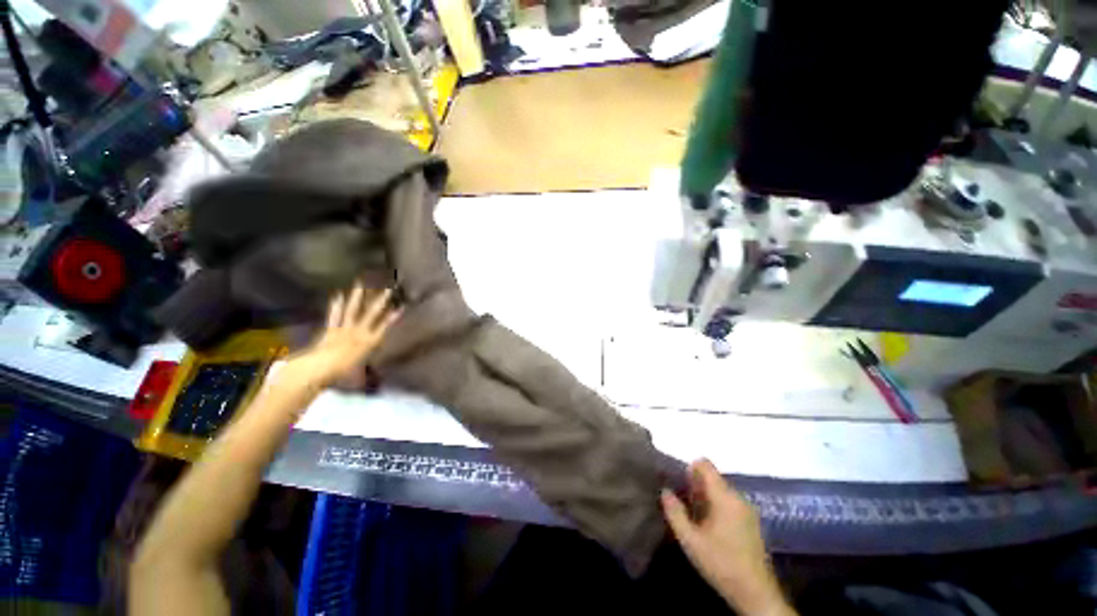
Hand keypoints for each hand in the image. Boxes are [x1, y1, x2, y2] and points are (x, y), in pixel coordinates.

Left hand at [278, 285, 399, 393]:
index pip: (384, 327)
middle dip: (381, 301)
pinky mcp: (330, 330)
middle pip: (372, 314)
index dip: (393, 317)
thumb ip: (368, 375)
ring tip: (361, 284)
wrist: (316, 370)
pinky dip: (337, 306)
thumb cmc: (341, 374)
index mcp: (369, 342)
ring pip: (353, 310)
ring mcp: (344, 329)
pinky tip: (338, 295)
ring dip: (358, 297)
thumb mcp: (359, 377)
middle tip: (387, 288)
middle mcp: (359, 332)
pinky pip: (335, 316)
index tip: (401, 306)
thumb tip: (375, 383)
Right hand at [661, 459, 793, 615]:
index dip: (690, 468)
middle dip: (696, 485)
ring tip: (694, 517)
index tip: (680, 484)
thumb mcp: (690, 541)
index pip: (706, 465)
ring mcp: (748, 509)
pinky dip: (717, 506)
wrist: (756, 593)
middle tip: (684, 504)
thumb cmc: (721, 564)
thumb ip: (675, 513)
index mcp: (724, 497)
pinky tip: (710, 527)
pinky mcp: (752, 521)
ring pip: (721, 490)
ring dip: (706, 497)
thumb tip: (665, 491)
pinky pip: (730, 502)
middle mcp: (738, 497)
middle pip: (713, 478)